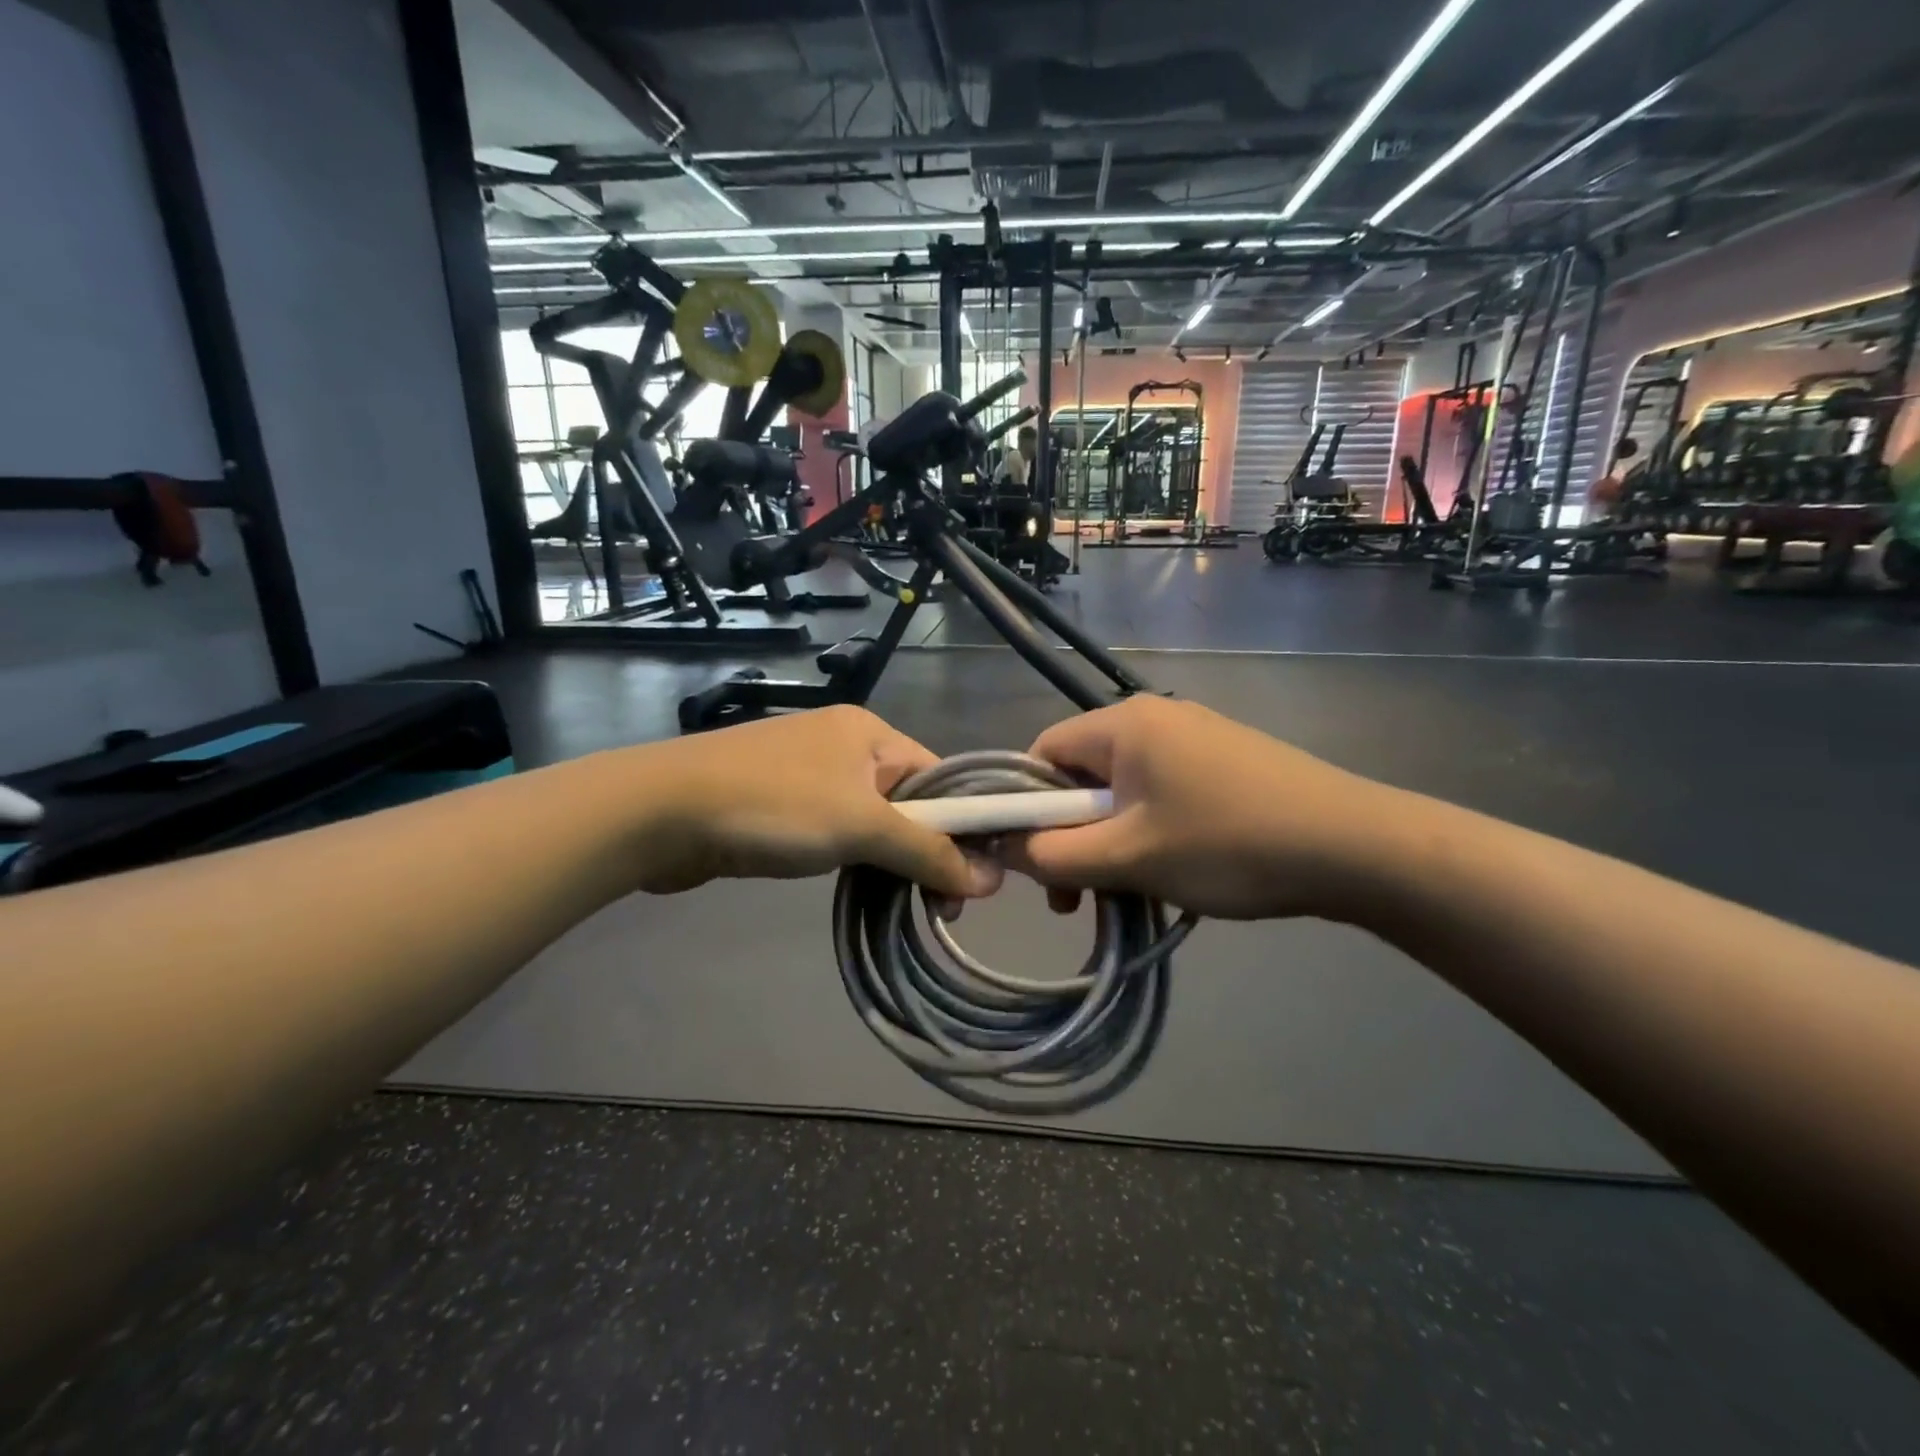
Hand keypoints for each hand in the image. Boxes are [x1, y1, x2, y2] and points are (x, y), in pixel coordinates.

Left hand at [623, 706, 1000, 897]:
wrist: (662, 813)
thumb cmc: (775, 806)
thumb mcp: (863, 827)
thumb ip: (928, 851)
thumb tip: (991, 880)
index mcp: (870, 732)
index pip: (940, 776)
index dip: (965, 826)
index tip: (977, 879)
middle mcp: (844, 746)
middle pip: (909, 801)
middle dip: (928, 852)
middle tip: (942, 907)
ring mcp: (809, 775)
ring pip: (873, 822)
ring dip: (892, 862)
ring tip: (908, 906)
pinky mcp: (781, 806)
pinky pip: (838, 832)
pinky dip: (855, 860)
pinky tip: (863, 889)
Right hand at [1004, 696, 1399, 919]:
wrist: (1354, 847)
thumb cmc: (1227, 845)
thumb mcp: (1128, 858)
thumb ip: (1052, 854)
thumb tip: (1004, 847)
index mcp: (1123, 724)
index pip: (1041, 752)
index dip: (1025, 807)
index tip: (1035, 861)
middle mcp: (1154, 718)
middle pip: (1081, 775)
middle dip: (1070, 836)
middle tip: (1077, 897)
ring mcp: (1195, 737)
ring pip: (1122, 792)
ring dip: (1110, 844)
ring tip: (1126, 895)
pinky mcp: (1225, 761)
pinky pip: (1161, 795)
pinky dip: (1148, 834)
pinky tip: (1170, 876)